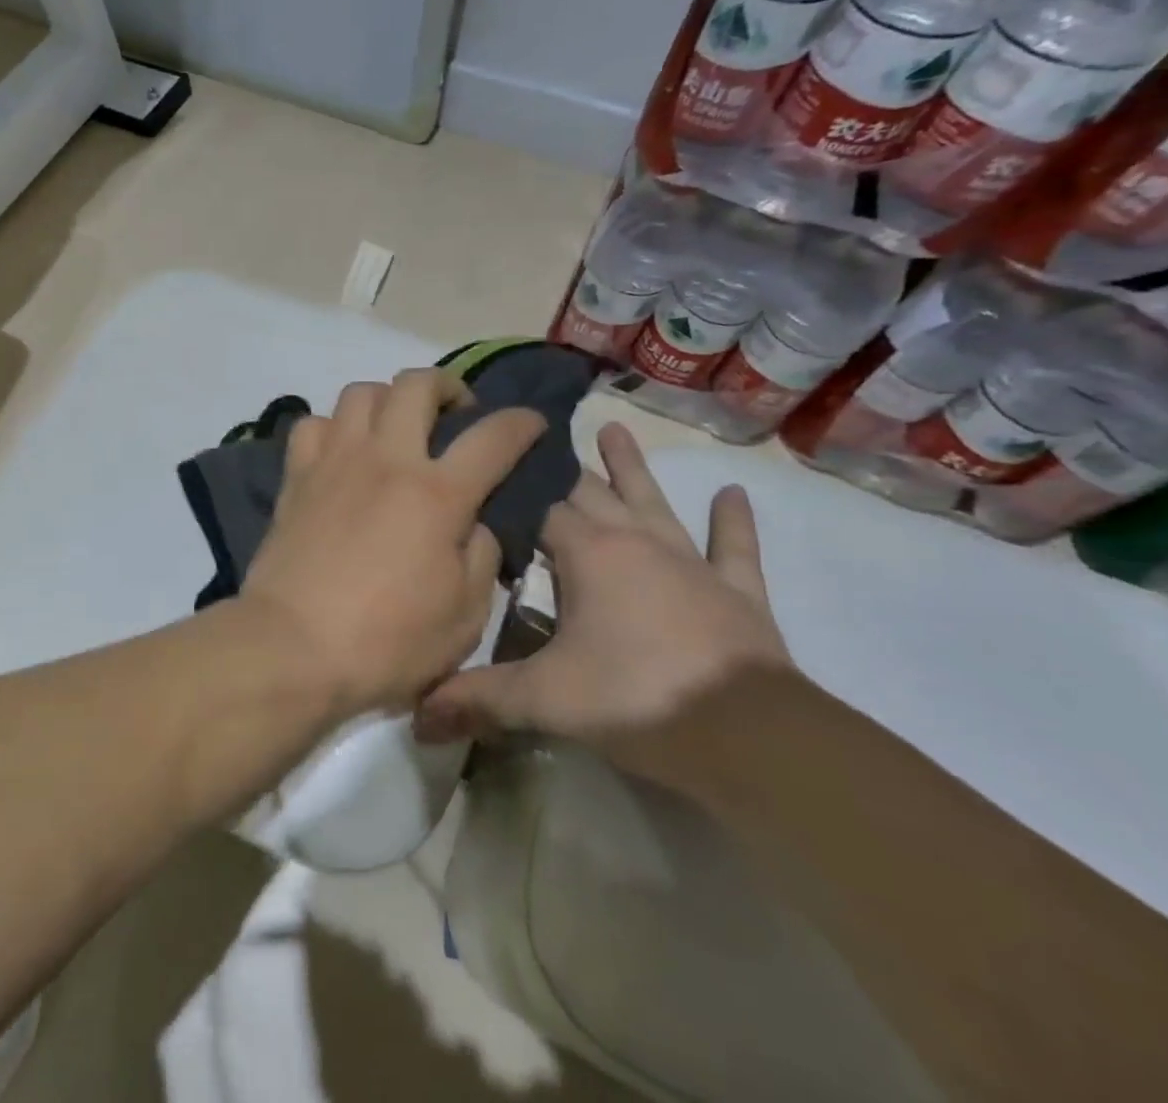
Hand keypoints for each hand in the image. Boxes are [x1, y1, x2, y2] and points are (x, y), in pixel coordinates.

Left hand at [238, 367, 546, 719]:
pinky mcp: (295, 476)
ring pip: (360, 392)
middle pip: (417, 385)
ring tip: (396, 427)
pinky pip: (312, 424)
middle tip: (455, 413)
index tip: (531, 422)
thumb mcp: (464, 616)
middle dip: (447, 385)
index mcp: (437, 494)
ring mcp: (334, 461)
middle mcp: (386, 460)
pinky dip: (332, 428)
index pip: (493, 437)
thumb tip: (474, 522)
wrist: (292, 646)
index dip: (521, 422)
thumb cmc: (386, 643)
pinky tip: (341, 452)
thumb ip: (481, 557)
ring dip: (387, 399)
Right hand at [416, 423, 791, 790]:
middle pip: (591, 493)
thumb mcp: (543, 699)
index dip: (513, 491)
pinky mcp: (738, 594)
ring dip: (632, 468)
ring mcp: (690, 564)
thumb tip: (415, 715)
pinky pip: (734, 550)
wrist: (752, 738)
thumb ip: (477, 698)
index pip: (539, 508)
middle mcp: (635, 543)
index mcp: (587, 554)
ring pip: (654, 503)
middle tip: (538, 436)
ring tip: (615, 428)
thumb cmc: (635, 699)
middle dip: (562, 468)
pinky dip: (733, 523)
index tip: (489, 468)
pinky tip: (734, 493)